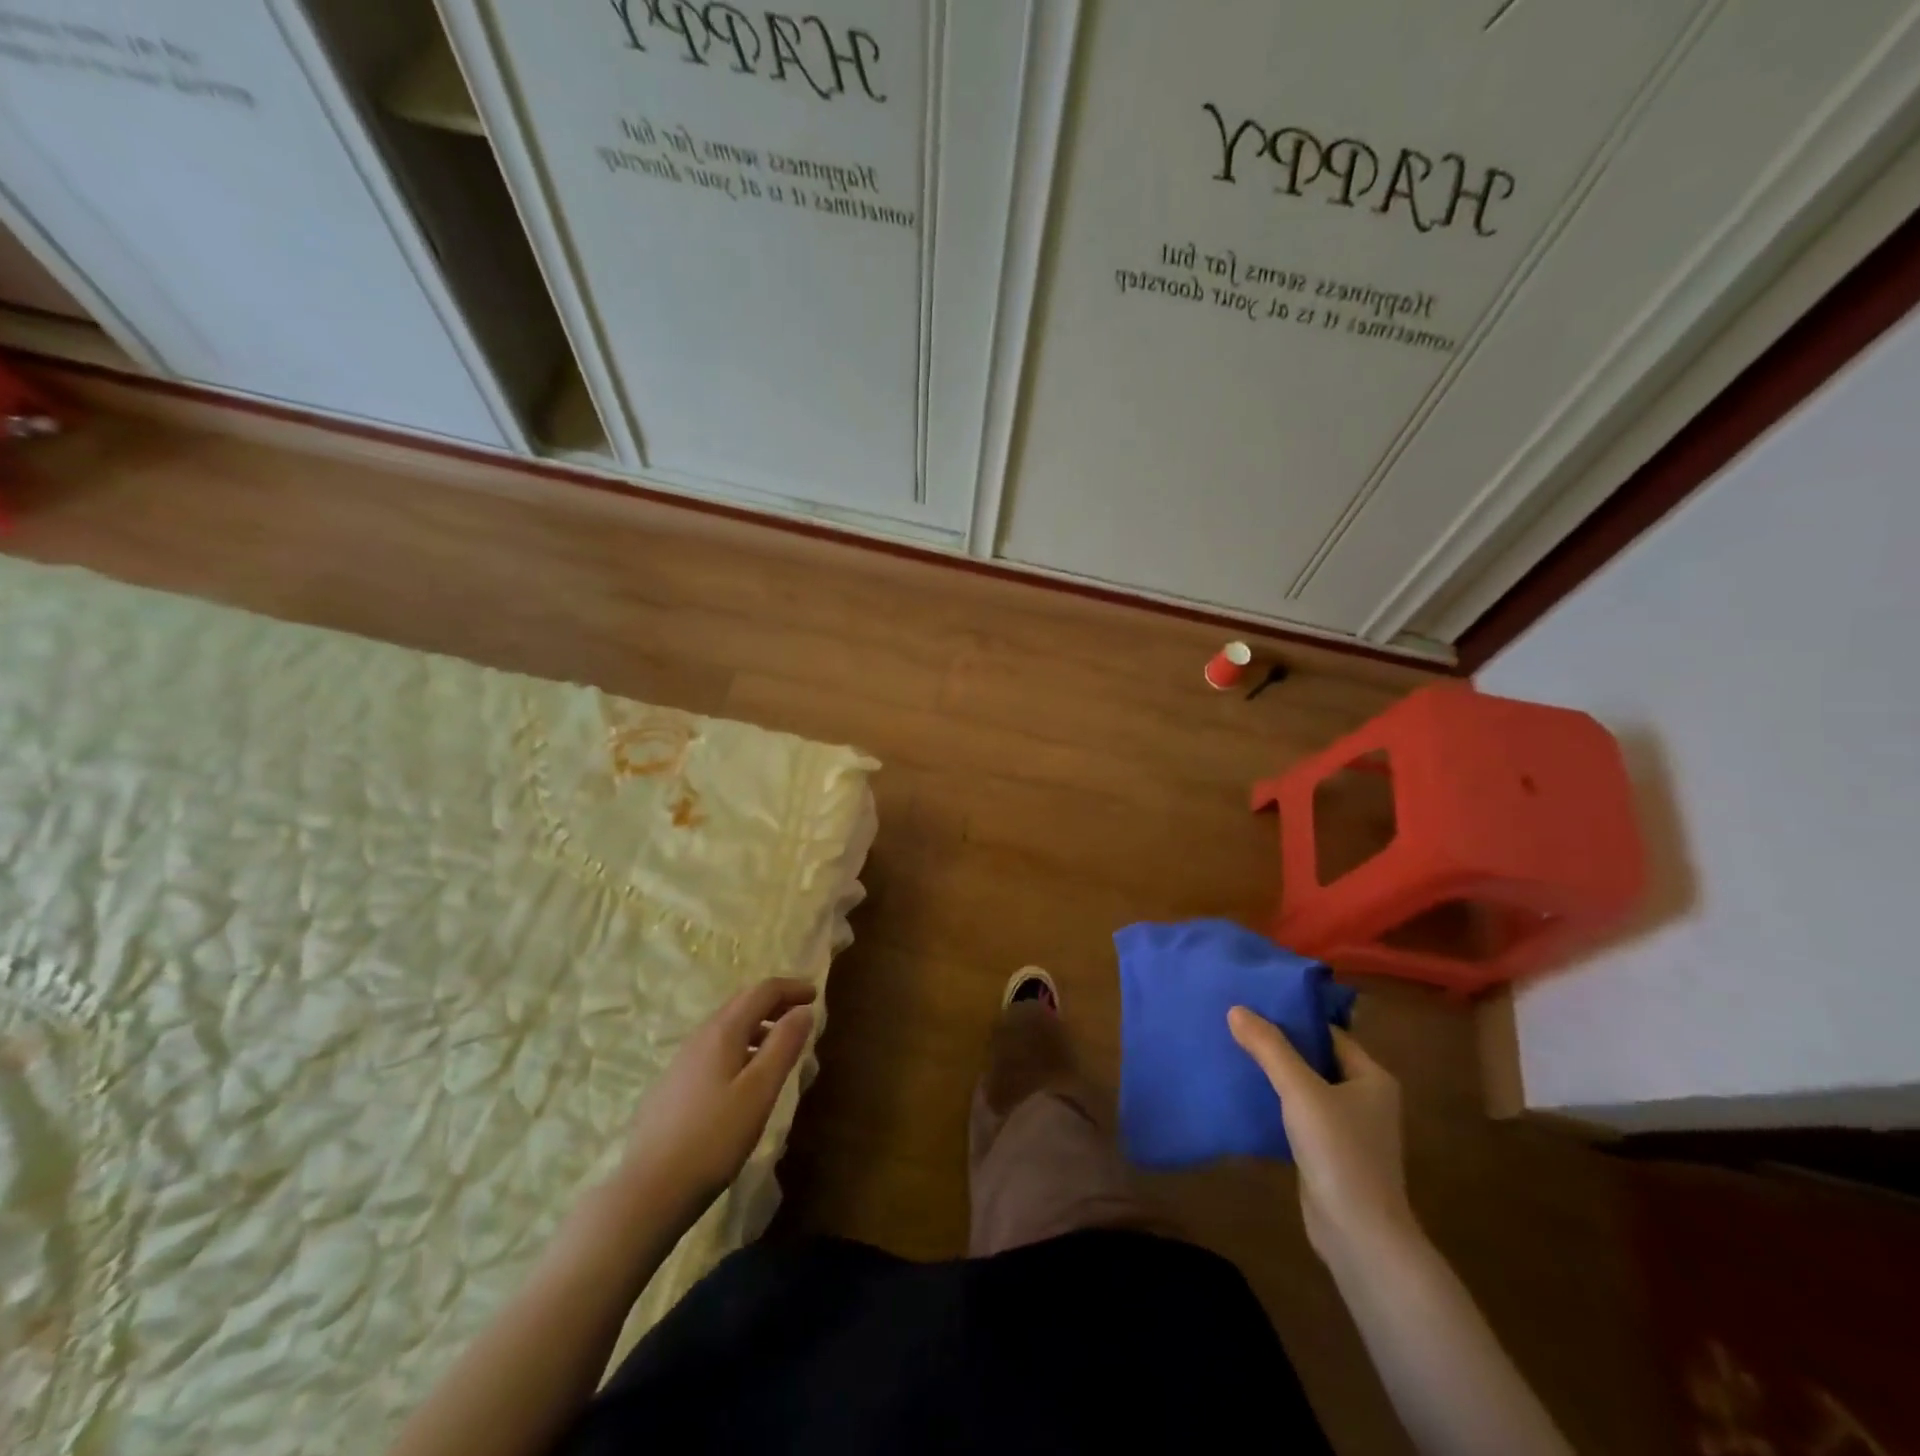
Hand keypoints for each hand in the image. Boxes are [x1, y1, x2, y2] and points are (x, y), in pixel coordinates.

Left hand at [616, 977, 817, 1222]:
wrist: (649, 1191)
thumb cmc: (714, 1138)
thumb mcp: (759, 1091)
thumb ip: (784, 1045)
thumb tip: (803, 1010)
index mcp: (723, 1031)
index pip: (762, 991)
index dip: (791, 988)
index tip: (816, 996)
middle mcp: (700, 1037)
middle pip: (742, 1004)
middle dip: (775, 1003)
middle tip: (802, 1016)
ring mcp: (682, 1062)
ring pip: (727, 1028)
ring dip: (758, 1026)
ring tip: (780, 1048)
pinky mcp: (673, 1086)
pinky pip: (715, 1050)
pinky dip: (740, 1047)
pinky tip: (745, 1078)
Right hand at [1228, 1009, 1414, 1263]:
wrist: (1359, 1236)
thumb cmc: (1339, 1152)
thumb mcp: (1300, 1091)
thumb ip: (1269, 1048)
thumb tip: (1236, 1009)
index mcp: (1372, 1078)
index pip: (1328, 1033)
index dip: (1292, 1018)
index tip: (1253, 1004)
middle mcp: (1365, 1099)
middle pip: (1316, 1058)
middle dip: (1279, 1044)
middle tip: (1237, 1025)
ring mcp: (1349, 1128)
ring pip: (1305, 1088)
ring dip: (1275, 1074)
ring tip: (1234, 1053)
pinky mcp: (1330, 1153)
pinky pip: (1299, 1114)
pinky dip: (1276, 1103)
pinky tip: (1245, 1095)